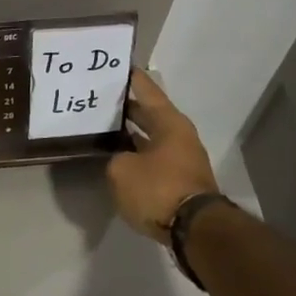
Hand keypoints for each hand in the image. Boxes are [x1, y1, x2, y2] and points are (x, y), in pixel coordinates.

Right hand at [107, 70, 220, 243]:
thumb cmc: (158, 189)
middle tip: (101, 99)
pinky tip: (118, 157)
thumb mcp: (122, 170)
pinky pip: (153, 158)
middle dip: (127, 108)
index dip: (132, 78)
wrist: (193, 230)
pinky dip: (137, 154)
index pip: (147, 90)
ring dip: (131, 133)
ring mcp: (182, 158)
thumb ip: (116, 158)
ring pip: (151, 137)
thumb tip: (123, 160)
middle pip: (149, 114)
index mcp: (169, 122)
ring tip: (105, 128)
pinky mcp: (179, 180)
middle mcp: (179, 135)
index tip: (118, 66)